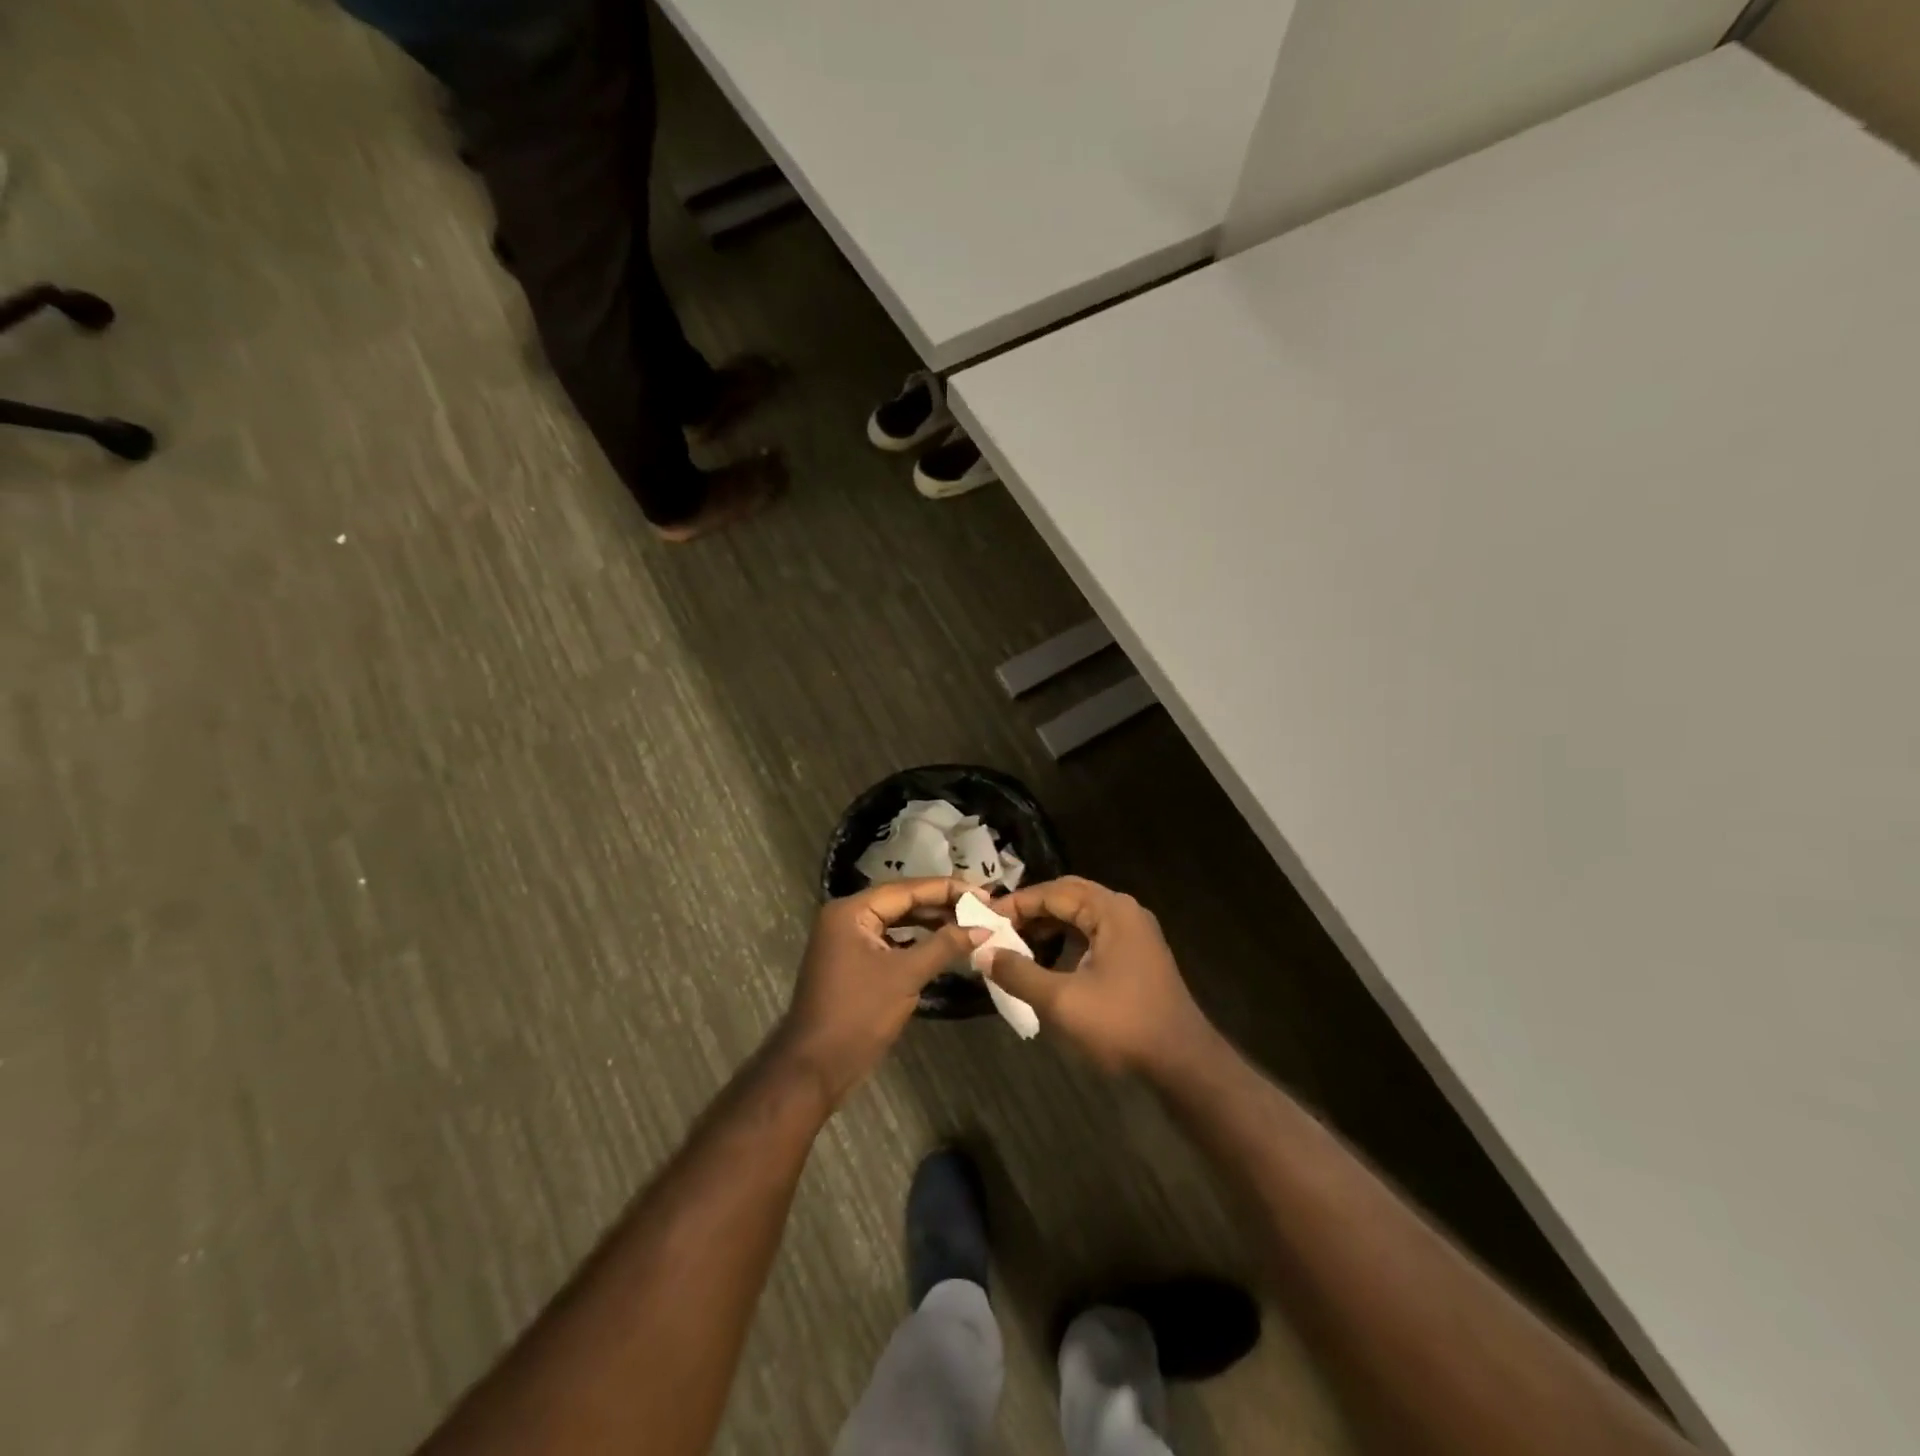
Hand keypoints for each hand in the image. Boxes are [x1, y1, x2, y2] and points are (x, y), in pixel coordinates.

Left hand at [777, 879, 986, 1106]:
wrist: (815, 1068)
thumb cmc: (858, 1014)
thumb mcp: (905, 976)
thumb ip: (944, 945)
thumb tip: (983, 928)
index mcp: (851, 911)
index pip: (906, 889)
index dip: (947, 889)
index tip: (983, 893)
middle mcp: (847, 917)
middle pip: (901, 901)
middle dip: (941, 904)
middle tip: (981, 907)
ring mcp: (848, 941)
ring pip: (897, 922)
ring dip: (930, 922)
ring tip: (968, 923)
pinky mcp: (853, 962)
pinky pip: (891, 941)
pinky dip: (916, 941)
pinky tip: (943, 944)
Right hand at [986, 877, 1215, 1076]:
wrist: (1183, 1063)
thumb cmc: (1121, 1025)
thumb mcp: (1061, 1001)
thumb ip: (1018, 973)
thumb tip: (982, 953)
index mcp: (1111, 910)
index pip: (1053, 892)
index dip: (1016, 904)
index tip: (984, 919)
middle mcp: (1125, 912)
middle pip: (1069, 896)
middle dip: (1032, 910)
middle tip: (999, 927)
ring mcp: (1135, 933)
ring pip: (1082, 915)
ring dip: (1049, 925)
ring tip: (1017, 943)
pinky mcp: (1137, 955)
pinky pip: (1094, 934)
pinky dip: (1067, 940)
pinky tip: (1048, 961)